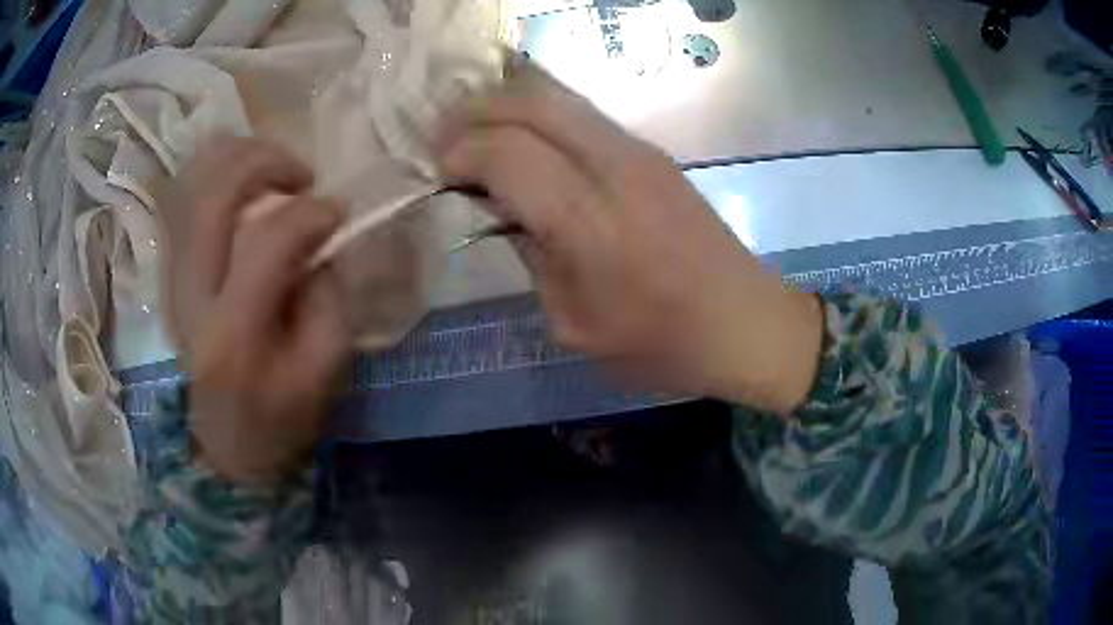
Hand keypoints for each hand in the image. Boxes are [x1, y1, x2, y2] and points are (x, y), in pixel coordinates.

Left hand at [160, 137, 350, 483]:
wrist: (225, 442)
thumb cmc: (278, 416)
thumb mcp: (323, 370)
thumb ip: (329, 298)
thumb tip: (321, 239)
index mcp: (234, 333)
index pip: (267, 240)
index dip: (312, 213)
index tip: (340, 212)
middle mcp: (193, 294)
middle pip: (215, 193)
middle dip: (267, 162)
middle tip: (303, 176)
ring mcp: (174, 278)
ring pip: (192, 184)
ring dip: (239, 159)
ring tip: (274, 172)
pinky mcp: (170, 273)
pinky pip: (184, 198)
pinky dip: (215, 174)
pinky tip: (244, 183)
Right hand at [435, 66, 822, 413]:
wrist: (746, 324)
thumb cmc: (662, 343)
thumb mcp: (576, 325)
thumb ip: (531, 258)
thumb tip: (500, 210)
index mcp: (590, 221)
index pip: (506, 153)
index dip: (460, 153)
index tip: (436, 172)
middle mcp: (615, 168)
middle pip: (530, 104)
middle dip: (475, 113)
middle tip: (444, 140)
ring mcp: (640, 152)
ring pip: (557, 98)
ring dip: (506, 105)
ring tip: (475, 132)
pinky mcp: (654, 153)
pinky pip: (583, 115)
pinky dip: (540, 115)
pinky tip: (523, 140)